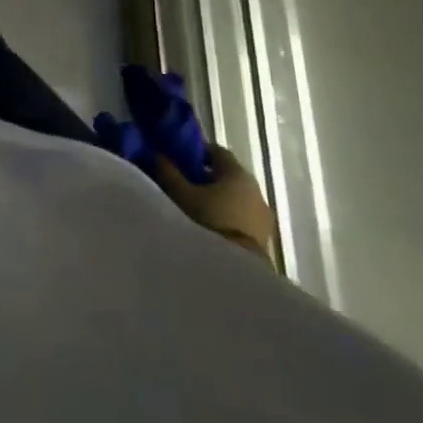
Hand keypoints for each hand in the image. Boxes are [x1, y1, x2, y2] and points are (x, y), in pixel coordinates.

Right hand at [157, 144, 278, 265]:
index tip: (180, 158)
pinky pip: (242, 217)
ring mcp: (263, 216)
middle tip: (183, 184)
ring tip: (194, 208)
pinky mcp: (264, 238)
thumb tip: (157, 153)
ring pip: (236, 198)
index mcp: (238, 173)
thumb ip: (168, 171)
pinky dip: (227, 216)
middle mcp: (256, 190)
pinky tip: (209, 226)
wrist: (236, 271)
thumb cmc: (207, 220)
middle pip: (227, 175)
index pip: (217, 151)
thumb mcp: (179, 193)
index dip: (197, 152)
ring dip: (218, 199)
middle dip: (206, 177)